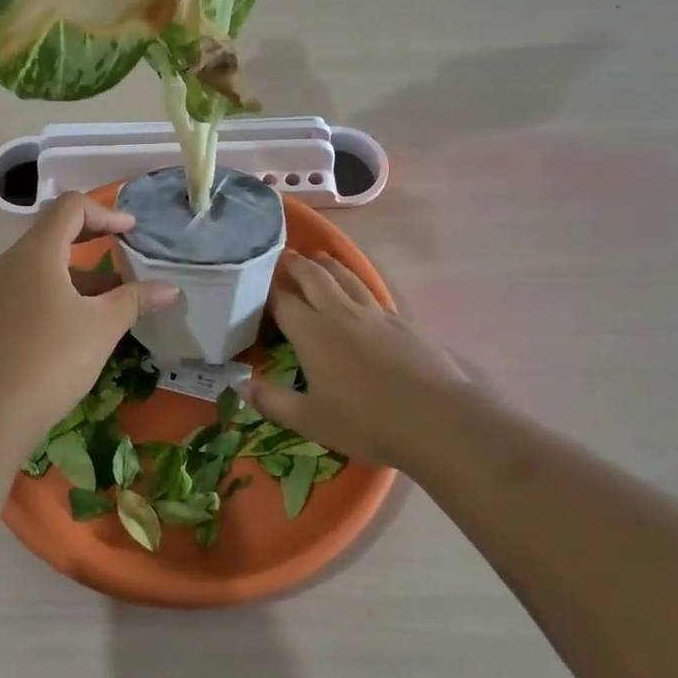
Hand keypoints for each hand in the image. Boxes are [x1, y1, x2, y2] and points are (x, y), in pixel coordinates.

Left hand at [0, 193, 177, 440]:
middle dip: (93, 237)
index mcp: (36, 252)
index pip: (69, 207)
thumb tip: (171, 288)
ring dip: (79, 270)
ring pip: (42, 264)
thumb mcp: (102, 326)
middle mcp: (11, 263)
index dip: (105, 212)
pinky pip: (30, 288)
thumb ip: (136, 299)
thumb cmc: (52, 359)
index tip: (132, 231)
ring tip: (113, 296)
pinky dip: (60, 291)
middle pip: (53, 231)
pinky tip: (81, 322)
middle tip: (125, 250)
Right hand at [250, 249, 475, 468]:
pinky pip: (371, 292)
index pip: (282, 301)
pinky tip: (358, 292)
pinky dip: (356, 283)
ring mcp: (374, 313)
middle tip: (285, 255)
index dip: (267, 291)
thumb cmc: (365, 421)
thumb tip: (241, 386)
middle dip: (296, 265)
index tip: (256, 284)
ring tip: (318, 257)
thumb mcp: (310, 420)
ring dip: (328, 265)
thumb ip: (273, 401)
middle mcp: (340, 313)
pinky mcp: (400, 322)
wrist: (436, 417)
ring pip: (346, 277)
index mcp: (311, 332)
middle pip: (314, 277)